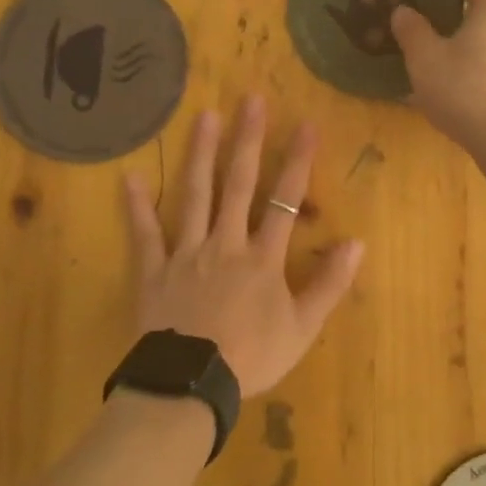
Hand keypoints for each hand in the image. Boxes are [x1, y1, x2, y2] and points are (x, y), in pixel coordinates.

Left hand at [123, 98, 364, 398]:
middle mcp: (225, 242)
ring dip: (201, 154)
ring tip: (205, 116)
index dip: (297, 161)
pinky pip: (144, 234)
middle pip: (238, 185)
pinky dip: (136, 206)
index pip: (285, 200)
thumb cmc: (251, 357)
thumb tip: (356, 242)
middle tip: (250, 99)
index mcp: (262, 257)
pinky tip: (129, 176)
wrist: (190, 385)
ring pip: (194, 195)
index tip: (306, 124)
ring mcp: (186, 253)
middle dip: (247, 140)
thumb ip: (329, 284)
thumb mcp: (302, 328)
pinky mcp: (153, 270)